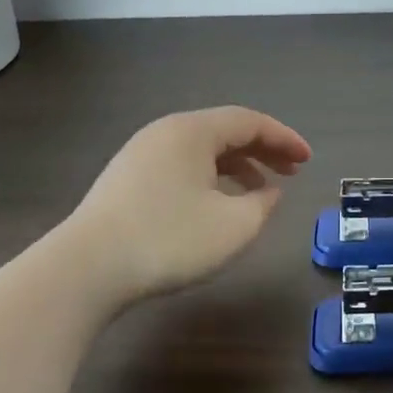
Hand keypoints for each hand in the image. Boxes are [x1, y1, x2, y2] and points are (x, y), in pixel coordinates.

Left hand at [68, 107, 310, 304]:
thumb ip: (262, 204)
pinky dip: (210, 178)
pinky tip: (217, 205)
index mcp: (193, 131)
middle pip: (225, 131)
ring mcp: (140, 155)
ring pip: (202, 151)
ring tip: (260, 190)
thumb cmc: (168, 240)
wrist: (84, 270)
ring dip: (237, 166)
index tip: (308, 159)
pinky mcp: (125, 181)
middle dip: (263, 150)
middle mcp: (166, 133)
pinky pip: (181, 166)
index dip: (284, 139)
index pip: (250, 122)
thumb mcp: (233, 226)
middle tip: (292, 170)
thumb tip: (268, 192)